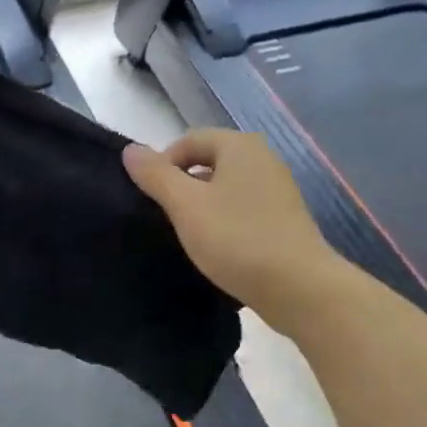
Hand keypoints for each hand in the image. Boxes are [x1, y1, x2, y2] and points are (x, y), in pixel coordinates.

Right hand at [123, 130, 339, 308]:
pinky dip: (222, 220)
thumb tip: (130, 150)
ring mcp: (276, 189)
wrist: (297, 286)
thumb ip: (156, 175)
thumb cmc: (236, 238)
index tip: (150, 198)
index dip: (162, 164)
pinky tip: (215, 246)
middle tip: (165, 217)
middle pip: (208, 161)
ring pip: (224, 187)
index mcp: (240, 146)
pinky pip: (241, 208)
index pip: (188, 140)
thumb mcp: (185, 205)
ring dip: (201, 205)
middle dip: (181, 185)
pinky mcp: (282, 218)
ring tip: (187, 234)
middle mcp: (262, 159)